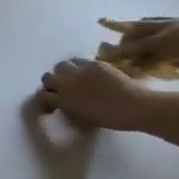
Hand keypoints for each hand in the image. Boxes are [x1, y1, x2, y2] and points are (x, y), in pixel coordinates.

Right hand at [36, 57, 153, 130]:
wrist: (135, 107)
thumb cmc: (110, 118)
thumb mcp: (81, 116)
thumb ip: (66, 106)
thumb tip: (60, 102)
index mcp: (62, 100)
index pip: (42, 95)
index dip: (46, 98)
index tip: (53, 100)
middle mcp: (66, 83)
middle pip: (48, 77)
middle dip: (53, 82)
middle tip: (62, 87)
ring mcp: (80, 71)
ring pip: (61, 65)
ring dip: (64, 71)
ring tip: (74, 76)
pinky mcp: (94, 64)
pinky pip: (80, 61)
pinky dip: (81, 66)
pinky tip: (90, 72)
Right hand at [99, 16, 178, 73]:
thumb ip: (169, 64)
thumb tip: (149, 66)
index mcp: (168, 42)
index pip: (134, 50)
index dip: (118, 56)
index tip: (102, 61)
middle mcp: (164, 29)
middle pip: (131, 34)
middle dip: (119, 43)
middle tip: (111, 53)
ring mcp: (171, 22)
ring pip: (140, 24)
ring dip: (127, 31)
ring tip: (122, 39)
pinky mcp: (178, 19)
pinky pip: (152, 20)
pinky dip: (141, 25)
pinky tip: (143, 31)